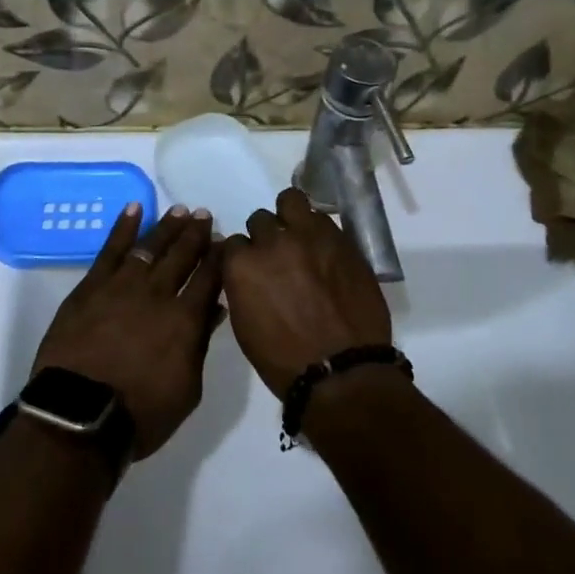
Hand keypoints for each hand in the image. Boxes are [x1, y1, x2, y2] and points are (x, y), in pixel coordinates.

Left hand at [33, 204, 221, 459]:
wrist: (78, 415)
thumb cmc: (140, 413)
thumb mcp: (187, 390)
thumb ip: (200, 345)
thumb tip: (214, 311)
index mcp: (185, 319)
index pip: (209, 278)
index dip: (218, 257)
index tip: (224, 241)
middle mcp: (157, 293)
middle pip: (181, 255)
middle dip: (196, 234)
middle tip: (204, 215)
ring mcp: (122, 285)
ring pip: (150, 246)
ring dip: (167, 227)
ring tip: (180, 210)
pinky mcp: (91, 286)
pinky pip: (111, 249)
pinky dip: (124, 226)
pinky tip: (134, 208)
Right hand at [219, 188, 393, 397]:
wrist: (342, 372)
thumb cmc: (284, 361)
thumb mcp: (245, 326)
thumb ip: (242, 288)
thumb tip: (247, 275)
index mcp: (242, 266)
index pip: (232, 243)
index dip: (243, 257)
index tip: (252, 269)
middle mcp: (272, 242)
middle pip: (260, 220)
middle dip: (266, 236)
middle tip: (278, 257)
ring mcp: (309, 236)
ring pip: (291, 201)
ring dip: (291, 217)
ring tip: (300, 236)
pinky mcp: (340, 239)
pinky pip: (322, 219)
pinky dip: (318, 229)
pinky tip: (323, 248)